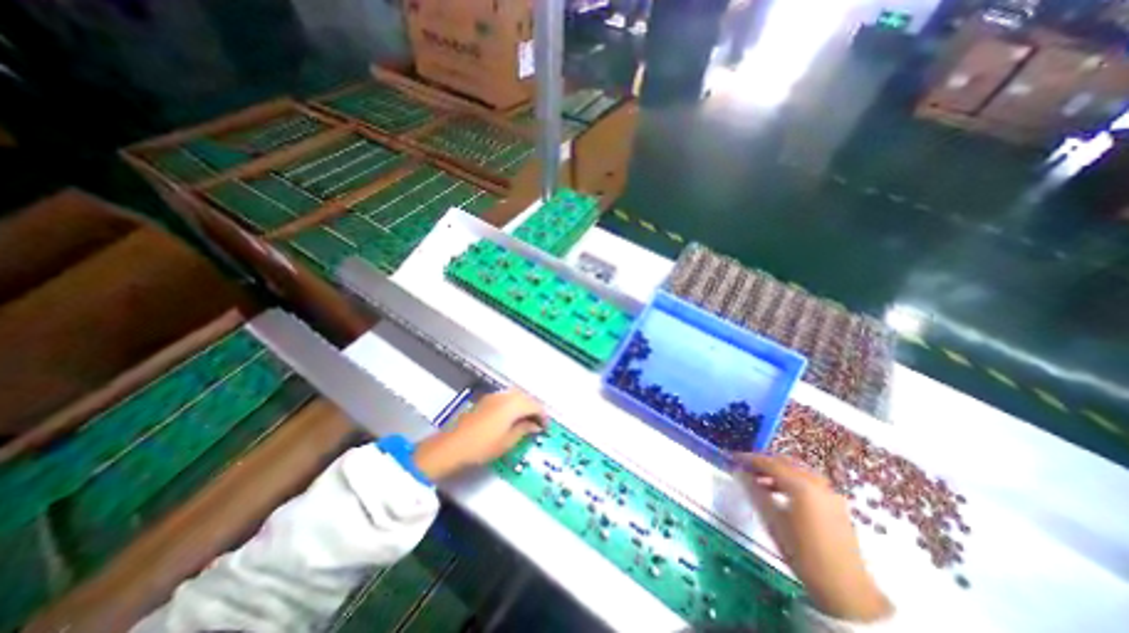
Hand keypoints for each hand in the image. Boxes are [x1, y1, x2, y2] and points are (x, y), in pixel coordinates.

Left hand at [413, 391, 548, 478]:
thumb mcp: (507, 441)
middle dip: (534, 408)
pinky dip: (513, 405)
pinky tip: (510, 418)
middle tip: (537, 423)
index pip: (535, 405)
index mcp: (513, 405)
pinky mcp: (485, 401)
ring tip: (525, 421)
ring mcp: (493, 397)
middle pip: (526, 397)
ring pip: (515, 396)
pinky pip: (505, 398)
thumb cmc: (483, 446)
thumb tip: (534, 425)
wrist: (452, 445)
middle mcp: (505, 396)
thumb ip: (524, 430)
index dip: (542, 415)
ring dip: (523, 406)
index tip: (546, 427)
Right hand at [732, 455, 891, 622]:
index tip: (733, 458)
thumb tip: (740, 473)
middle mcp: (817, 482)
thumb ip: (755, 492)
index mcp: (801, 485)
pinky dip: (791, 480)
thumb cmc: (803, 554)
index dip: (749, 459)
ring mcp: (829, 491)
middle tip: (745, 468)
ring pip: (797, 470)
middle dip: (763, 462)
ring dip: (777, 471)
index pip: (769, 463)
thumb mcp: (772, 521)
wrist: (846, 590)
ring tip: (760, 481)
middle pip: (784, 462)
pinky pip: (808, 480)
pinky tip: (780, 492)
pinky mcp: (836, 502)